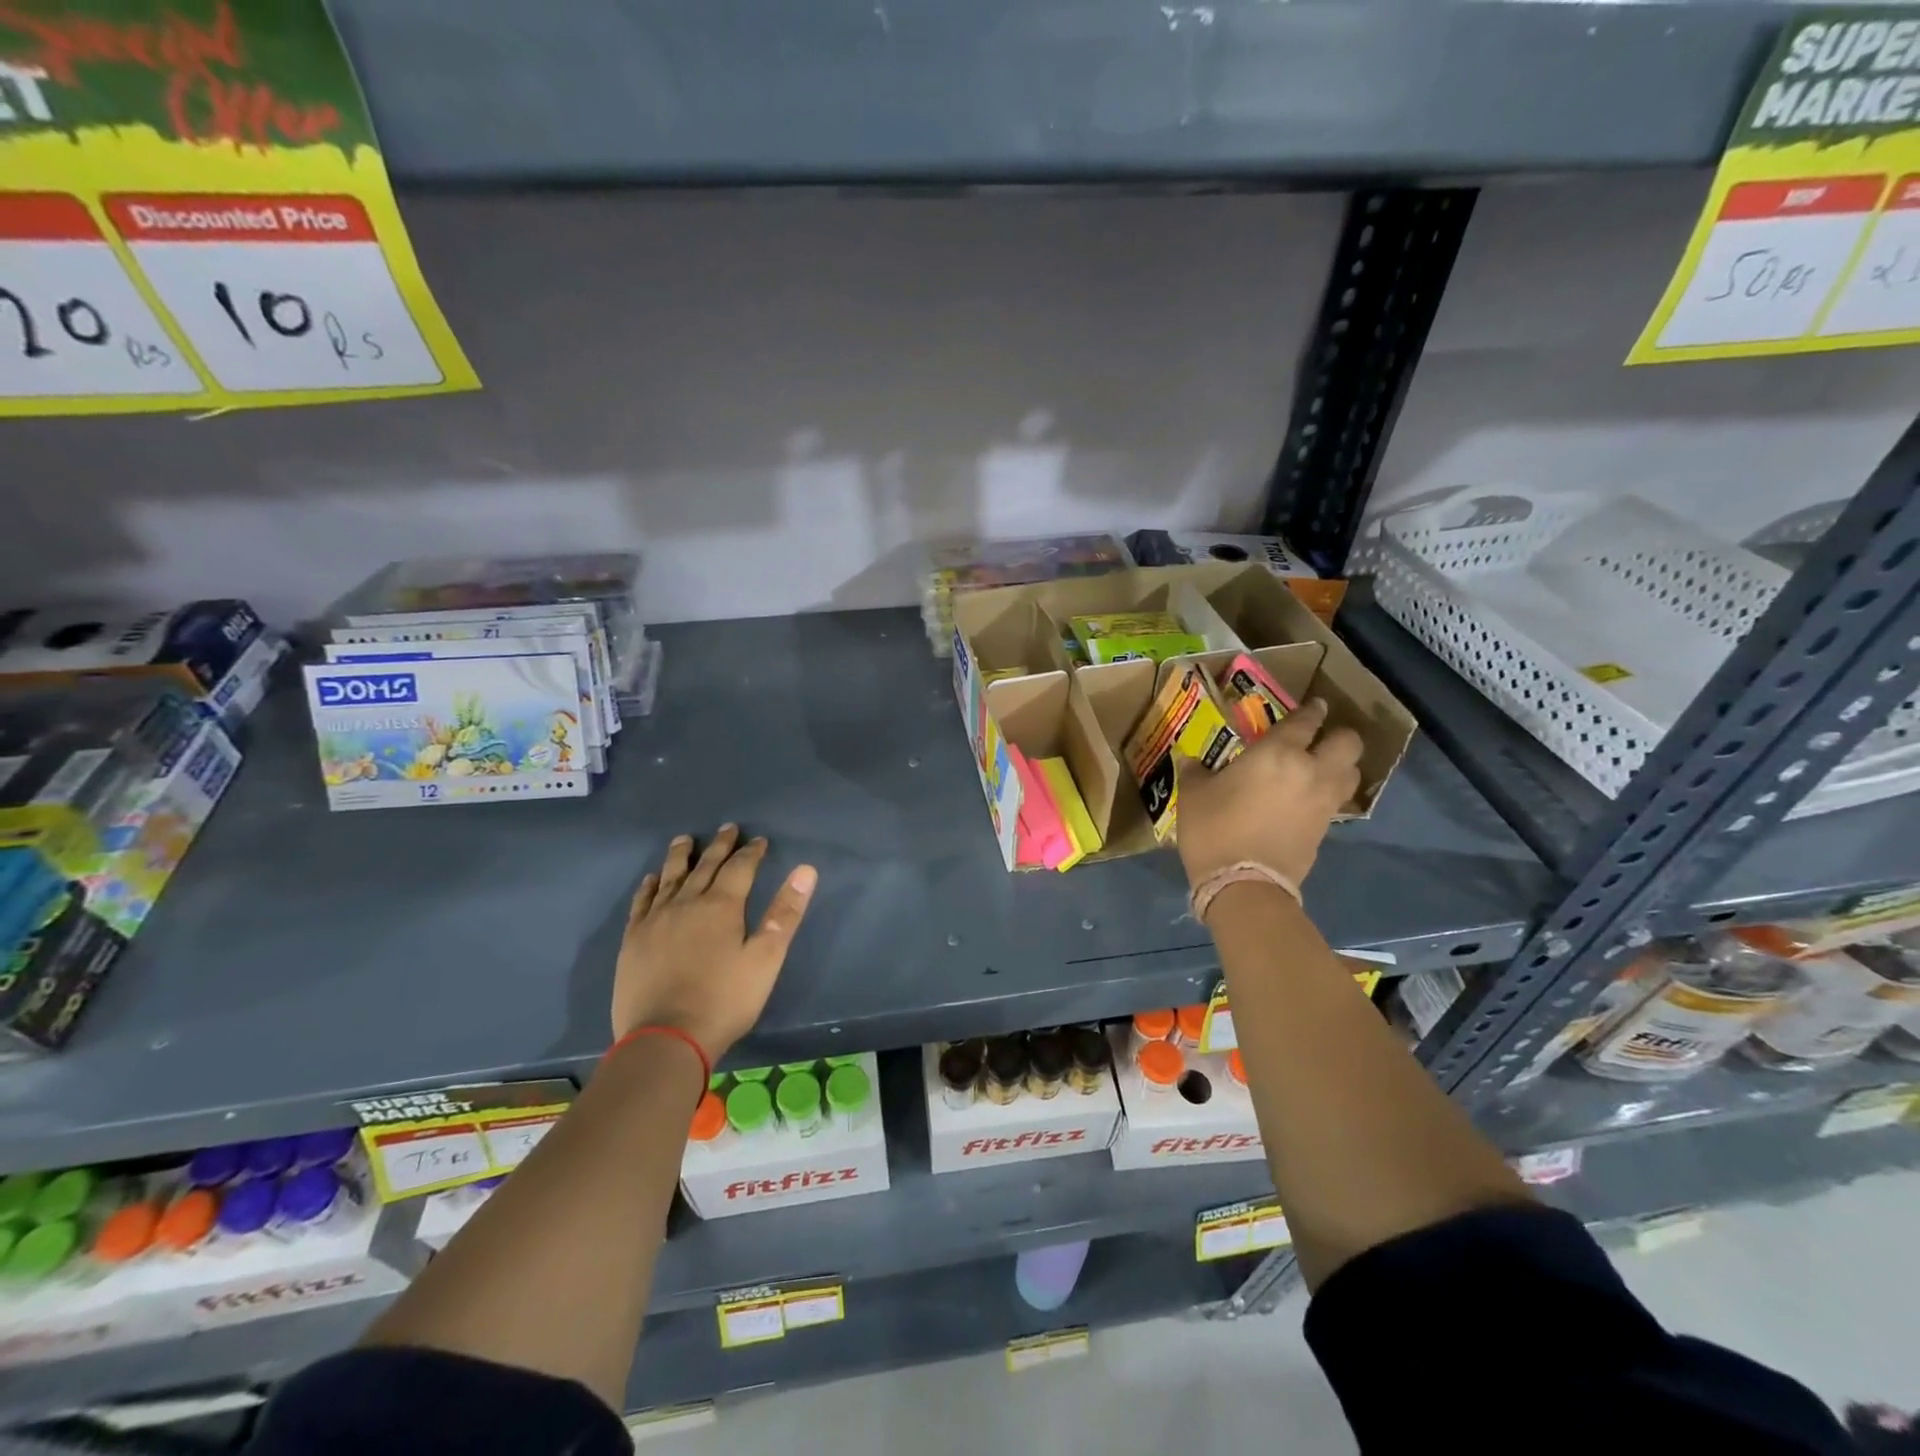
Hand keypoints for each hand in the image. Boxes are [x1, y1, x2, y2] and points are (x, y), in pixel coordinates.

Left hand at [612, 825, 817, 1061]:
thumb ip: (785, 913)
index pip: (740, 868)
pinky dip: (649, 886)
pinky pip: (642, 902)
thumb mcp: (766, 959)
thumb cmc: (724, 1000)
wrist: (665, 1039)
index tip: (759, 840)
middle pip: (706, 866)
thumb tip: (806, 870)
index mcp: (722, 906)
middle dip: (719, 846)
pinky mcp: (633, 940)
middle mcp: (687, 903)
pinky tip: (652, 879)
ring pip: (671, 877)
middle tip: (728, 828)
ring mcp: (656, 920)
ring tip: (685, 839)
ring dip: (681, 856)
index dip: (751, 852)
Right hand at [1173, 697, 1361, 889]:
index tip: (1312, 706)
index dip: (1310, 710)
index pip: (1305, 721)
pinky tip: (1310, 797)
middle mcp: (1310, 770)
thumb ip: (1196, 772)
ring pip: (1351, 772)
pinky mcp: (1326, 829)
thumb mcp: (1193, 795)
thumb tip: (1191, 761)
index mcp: (1277, 753)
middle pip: (1347, 742)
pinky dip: (1330, 793)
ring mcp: (1323, 801)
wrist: (1243, 884)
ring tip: (1321, 767)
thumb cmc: (1214, 829)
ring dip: (1341, 765)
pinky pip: (1338, 800)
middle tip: (1320, 737)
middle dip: (1338, 735)